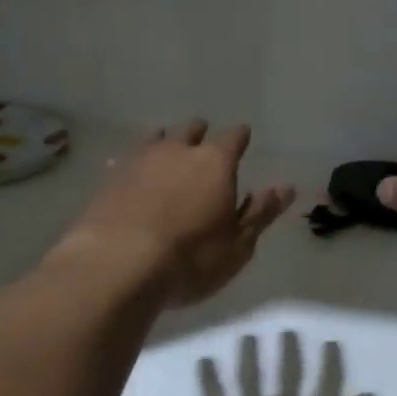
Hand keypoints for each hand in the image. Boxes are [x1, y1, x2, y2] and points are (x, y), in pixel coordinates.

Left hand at [65, 121, 295, 307]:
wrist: (117, 265)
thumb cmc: (190, 259)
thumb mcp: (238, 244)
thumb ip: (261, 212)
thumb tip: (287, 187)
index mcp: (216, 163)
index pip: (234, 138)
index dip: (240, 138)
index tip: (243, 137)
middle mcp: (179, 151)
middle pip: (192, 130)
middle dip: (200, 135)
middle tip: (203, 142)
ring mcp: (140, 160)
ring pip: (156, 138)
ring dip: (165, 141)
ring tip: (167, 147)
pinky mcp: (109, 177)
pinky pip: (125, 159)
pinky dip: (134, 162)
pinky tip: (129, 170)